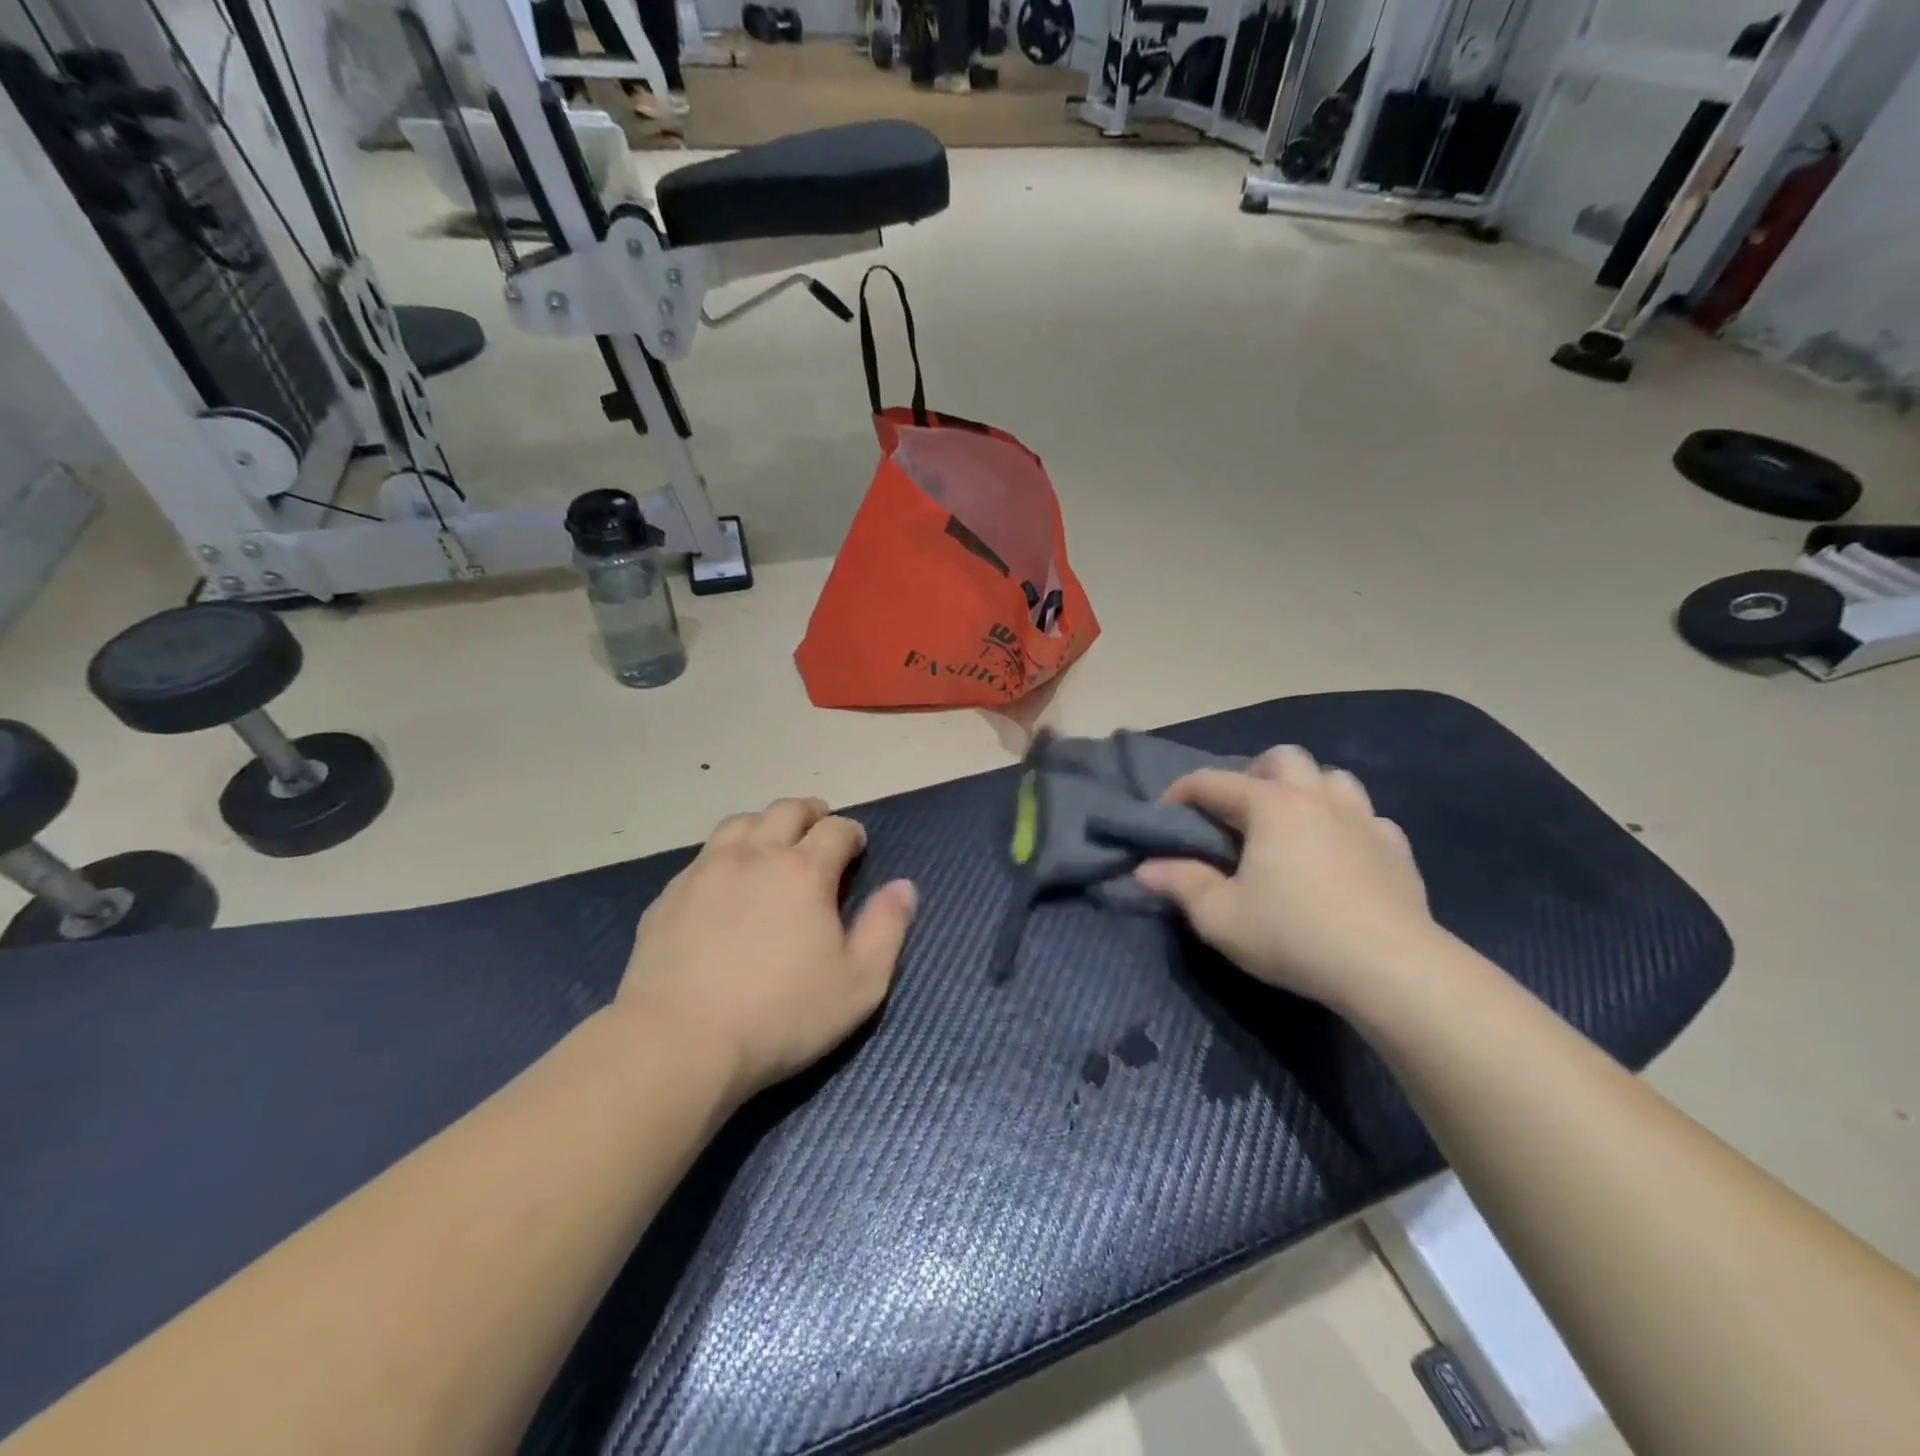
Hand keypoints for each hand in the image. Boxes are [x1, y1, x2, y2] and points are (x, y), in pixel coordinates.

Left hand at [616, 798, 917, 1096]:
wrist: (678, 1042)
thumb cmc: (781, 1015)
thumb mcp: (859, 984)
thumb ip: (887, 928)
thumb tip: (904, 886)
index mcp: (804, 870)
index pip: (836, 828)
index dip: (852, 832)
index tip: (857, 848)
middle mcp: (754, 855)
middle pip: (785, 810)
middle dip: (810, 813)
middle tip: (819, 828)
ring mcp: (705, 872)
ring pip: (739, 823)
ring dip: (764, 825)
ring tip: (772, 844)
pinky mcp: (669, 896)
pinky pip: (703, 857)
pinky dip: (725, 856)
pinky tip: (725, 884)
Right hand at [1134, 746, 1440, 1015]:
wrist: (1392, 969)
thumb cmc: (1293, 935)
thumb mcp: (1220, 917)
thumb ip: (1180, 884)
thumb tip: (1146, 868)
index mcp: (1270, 805)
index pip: (1212, 781)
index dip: (1180, 792)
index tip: (1164, 815)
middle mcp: (1317, 798)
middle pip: (1282, 757)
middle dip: (1253, 774)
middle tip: (1238, 813)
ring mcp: (1364, 820)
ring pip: (1332, 778)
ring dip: (1306, 790)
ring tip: (1291, 825)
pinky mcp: (1397, 849)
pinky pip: (1368, 818)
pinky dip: (1347, 826)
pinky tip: (1340, 854)